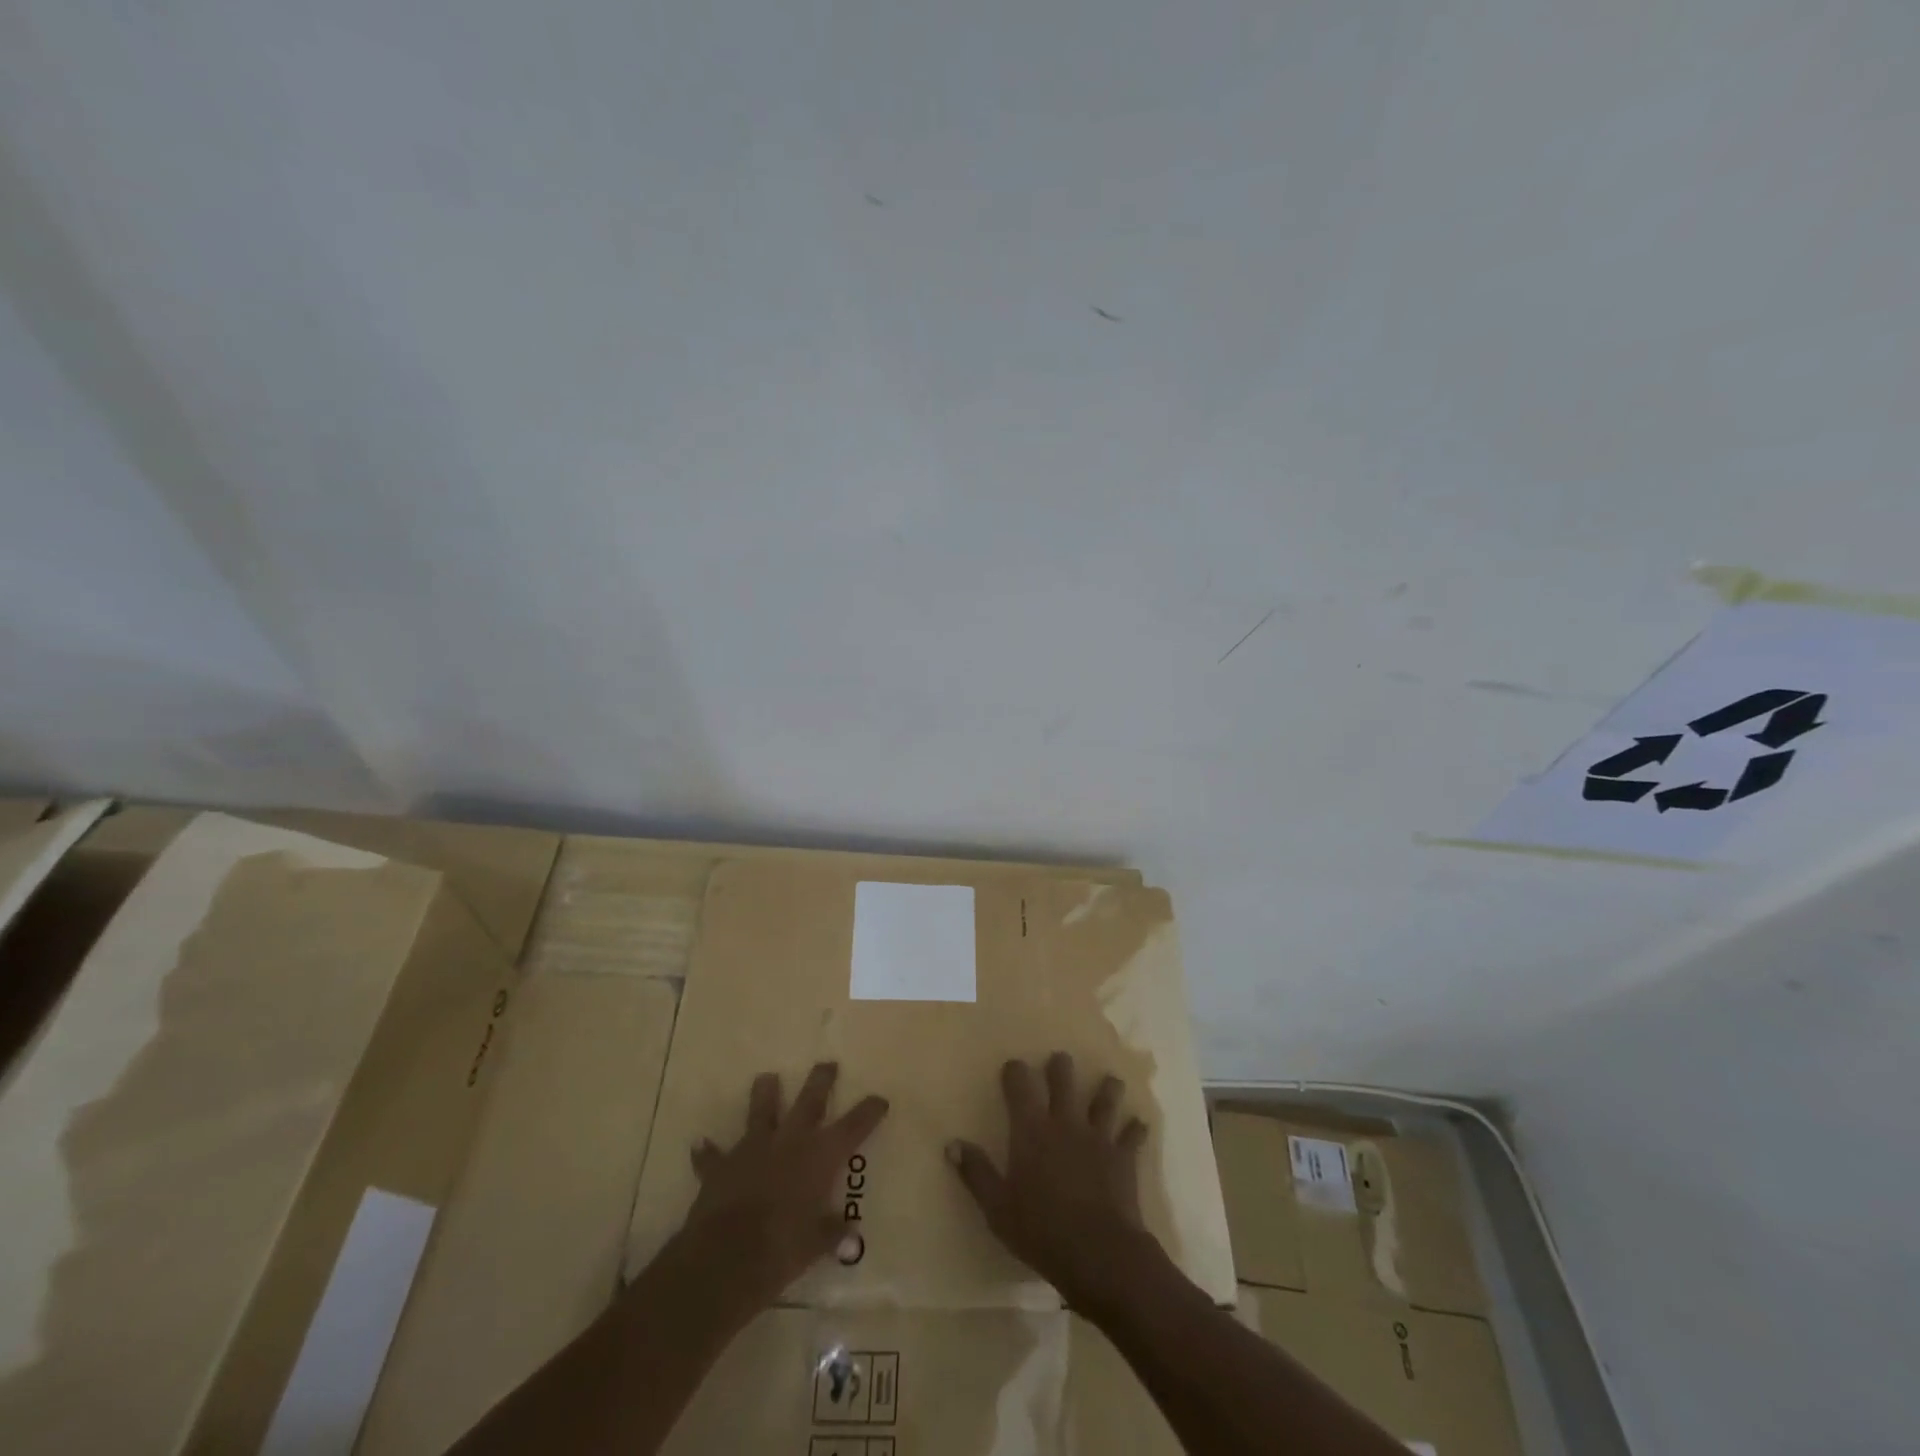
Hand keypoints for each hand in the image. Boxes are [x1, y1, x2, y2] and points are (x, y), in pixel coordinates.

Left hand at [672, 1062, 888, 1319]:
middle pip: (809, 1101)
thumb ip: (832, 1234)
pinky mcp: (721, 1167)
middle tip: (827, 1064)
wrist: (725, 1258)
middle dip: (821, 1081)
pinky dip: (709, 1152)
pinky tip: (701, 1145)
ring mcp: (753, 1149)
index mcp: (820, 1156)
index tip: (880, 1099)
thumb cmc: (782, 1249)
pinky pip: (713, 1156)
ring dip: (765, 1094)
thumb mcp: (816, 1245)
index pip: (853, 1126)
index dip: (868, 1111)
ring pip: (761, 1111)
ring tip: (766, 1078)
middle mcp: (790, 1142)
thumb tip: (850, 1237)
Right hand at [948, 1052, 1155, 1310]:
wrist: (1099, 1254)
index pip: (1021, 1084)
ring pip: (1105, 1099)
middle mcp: (1065, 1122)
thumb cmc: (1041, 1230)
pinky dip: (1135, 1128)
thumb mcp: (997, 1207)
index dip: (1016, 1071)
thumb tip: (952, 1143)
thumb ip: (976, 1173)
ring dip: (1107, 1088)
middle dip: (1061, 1067)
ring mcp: (1098, 1136)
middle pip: (1064, 1079)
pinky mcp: (1124, 1157)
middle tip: (1059, 1061)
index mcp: (1032, 1129)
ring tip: (1108, 1080)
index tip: (1013, 1067)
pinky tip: (1139, 1123)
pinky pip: (1132, 1135)